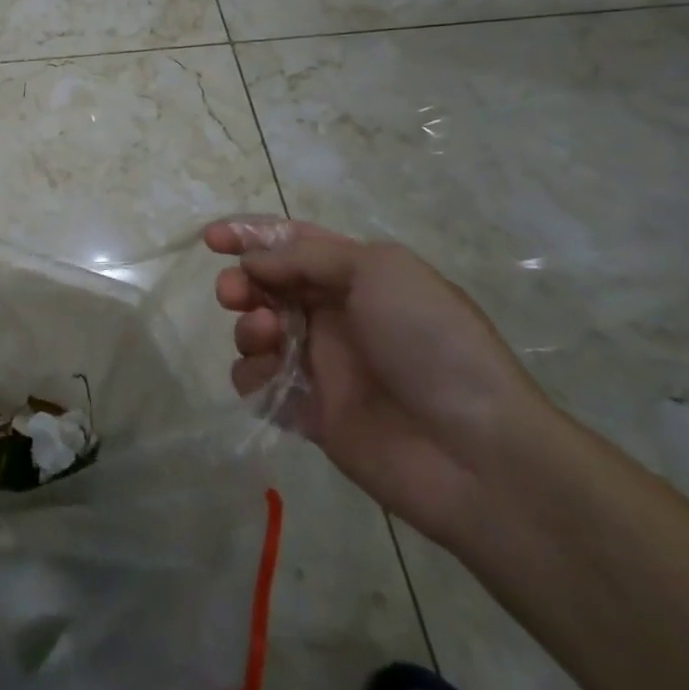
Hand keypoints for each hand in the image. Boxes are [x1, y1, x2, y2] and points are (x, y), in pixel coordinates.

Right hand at [206, 218, 547, 543]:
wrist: (476, 453)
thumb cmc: (431, 344)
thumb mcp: (379, 270)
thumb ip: (307, 255)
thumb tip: (255, 264)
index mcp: (357, 278)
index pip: (292, 244)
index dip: (250, 236)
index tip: (212, 240)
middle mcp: (336, 316)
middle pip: (266, 286)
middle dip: (241, 282)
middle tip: (233, 293)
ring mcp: (322, 366)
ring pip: (257, 332)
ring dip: (248, 328)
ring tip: (268, 339)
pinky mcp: (311, 413)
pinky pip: (261, 385)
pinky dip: (254, 376)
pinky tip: (271, 379)